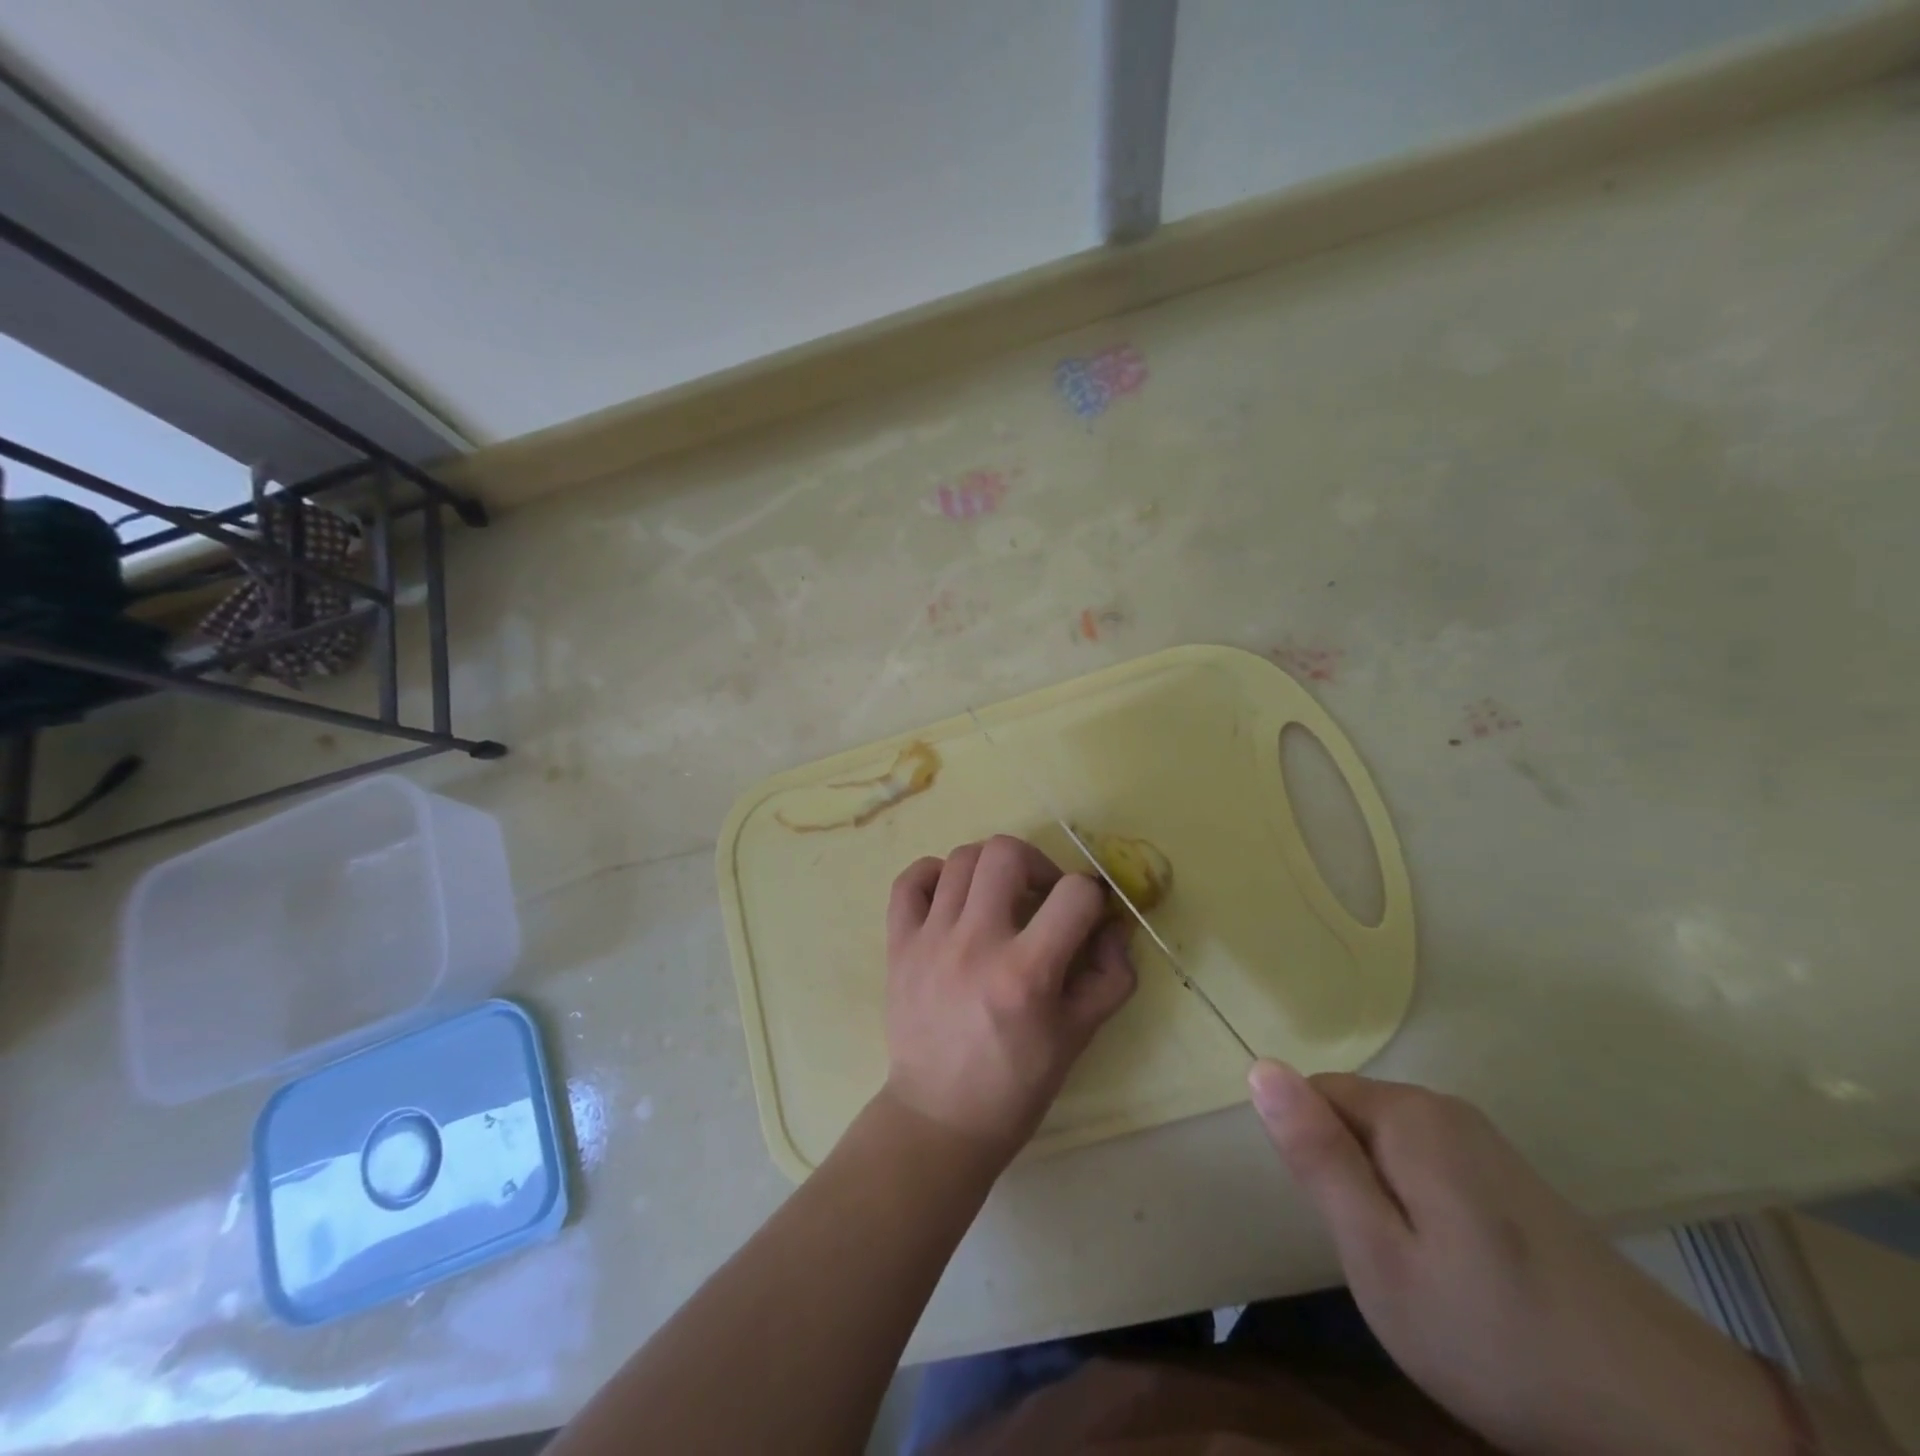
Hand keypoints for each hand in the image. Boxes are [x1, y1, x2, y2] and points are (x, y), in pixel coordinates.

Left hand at [880, 835, 1135, 1165]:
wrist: (940, 1117)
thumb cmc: (1017, 1083)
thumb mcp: (1079, 1036)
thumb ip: (1110, 975)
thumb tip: (1113, 924)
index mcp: (1026, 973)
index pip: (1074, 894)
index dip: (1092, 896)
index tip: (1086, 914)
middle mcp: (975, 943)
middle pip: (1005, 853)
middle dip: (1037, 863)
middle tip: (1040, 896)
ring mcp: (930, 940)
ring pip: (961, 858)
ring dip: (991, 868)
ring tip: (998, 898)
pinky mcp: (899, 944)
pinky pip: (910, 881)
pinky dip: (934, 875)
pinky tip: (952, 897)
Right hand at [1249, 1063, 1794, 1455]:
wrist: (1672, 1425)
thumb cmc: (1497, 1338)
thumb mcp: (1379, 1256)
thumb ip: (1317, 1156)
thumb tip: (1259, 1067)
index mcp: (1409, 1114)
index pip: (1313, 1094)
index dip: (1312, 1158)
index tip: (1342, 1225)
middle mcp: (1446, 1109)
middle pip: (1353, 1118)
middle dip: (1348, 1178)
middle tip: (1381, 1260)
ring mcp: (1487, 1143)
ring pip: (1390, 1147)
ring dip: (1383, 1199)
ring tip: (1418, 1274)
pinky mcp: (1514, 1180)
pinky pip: (1431, 1169)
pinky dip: (1422, 1211)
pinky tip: (1460, 1276)